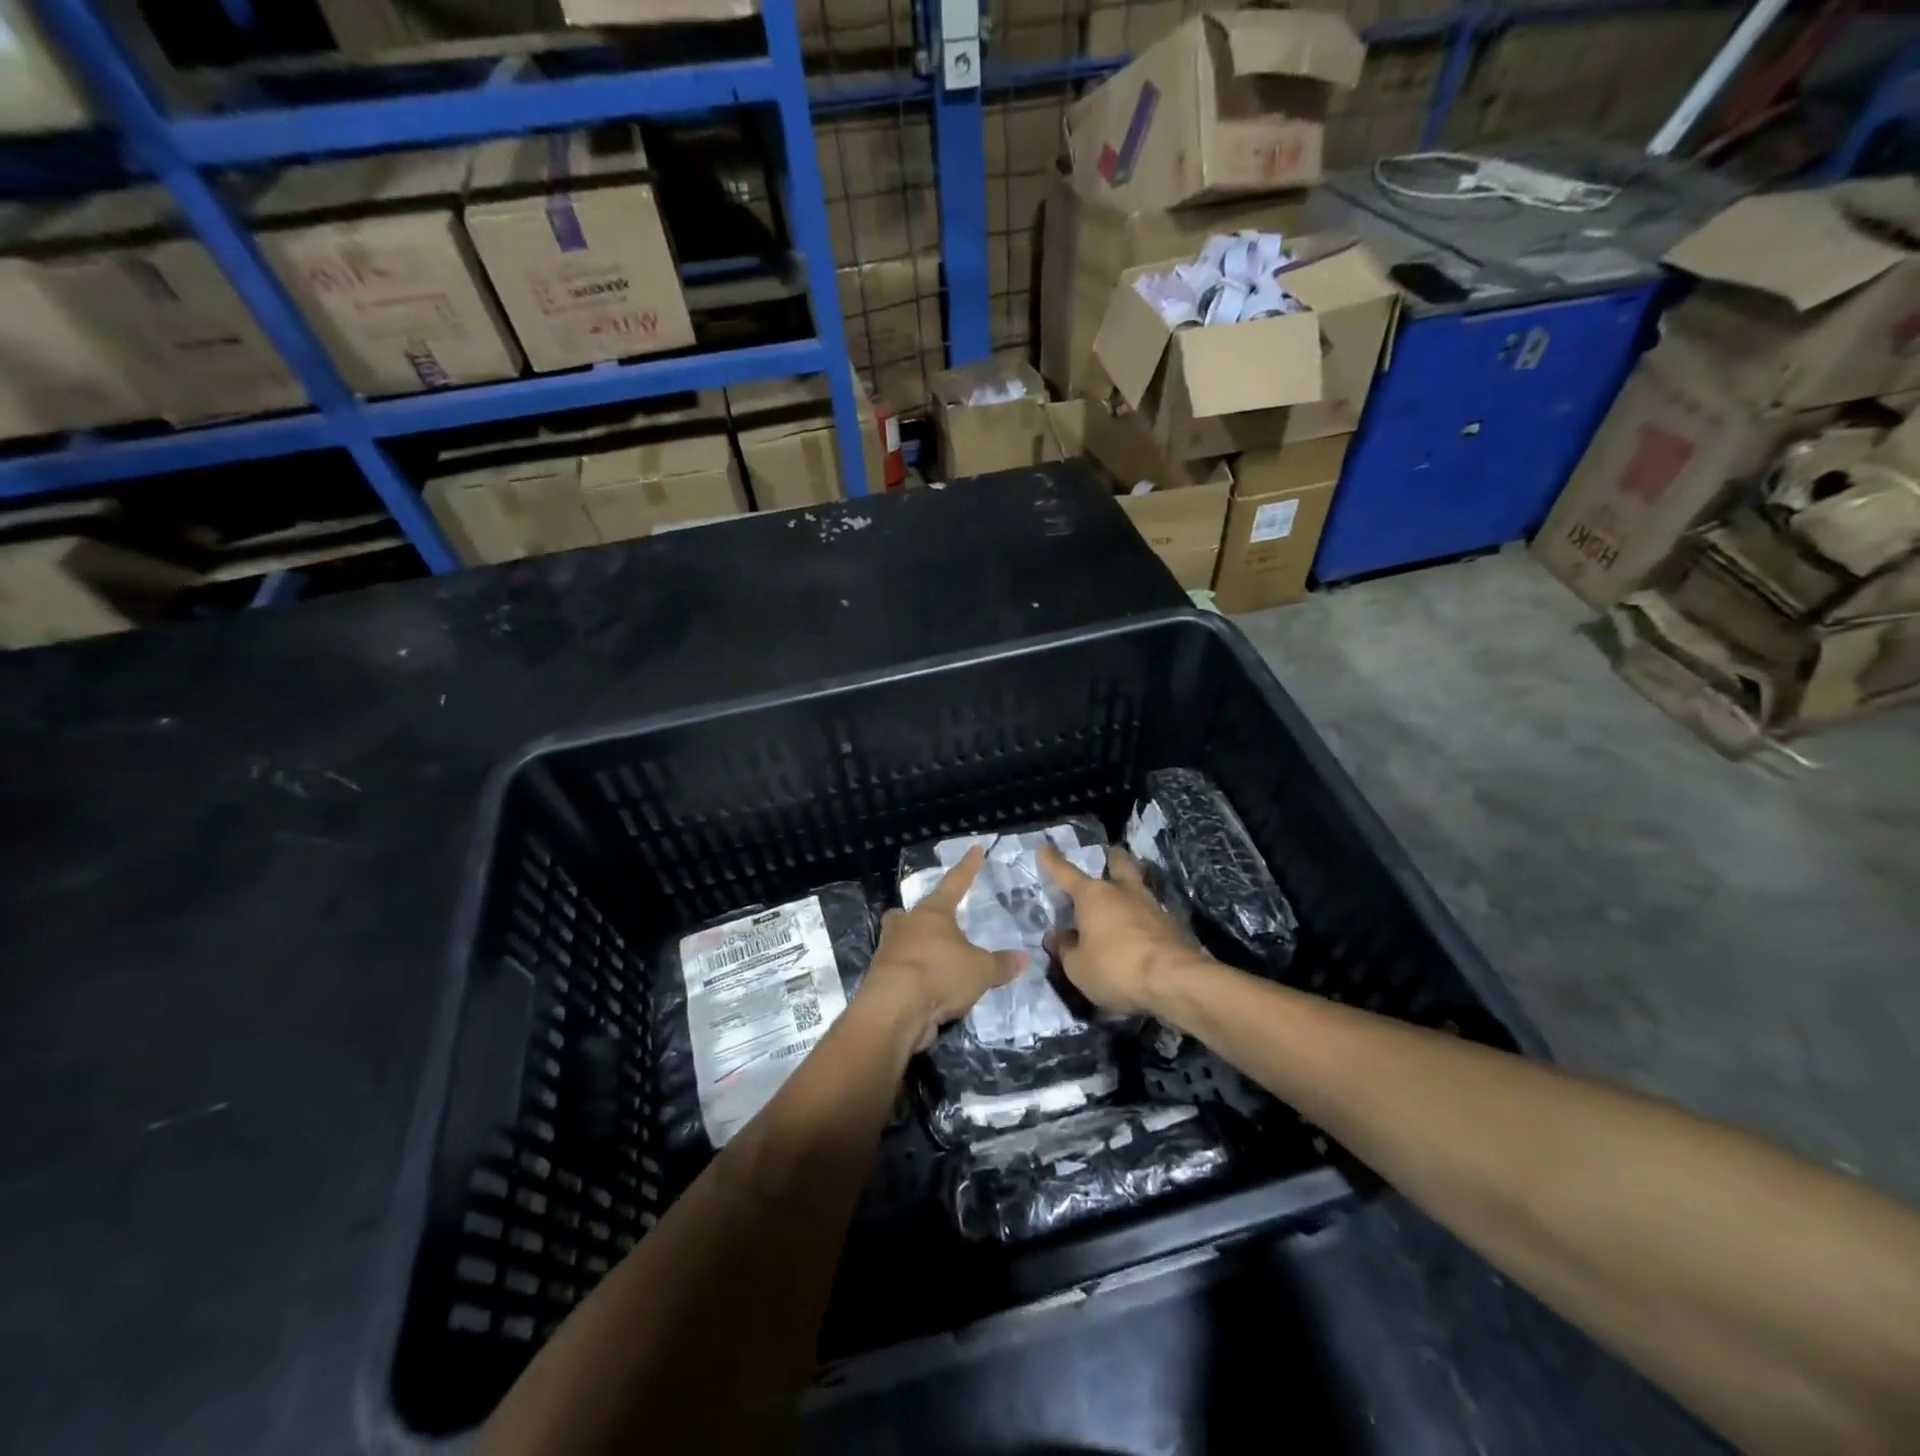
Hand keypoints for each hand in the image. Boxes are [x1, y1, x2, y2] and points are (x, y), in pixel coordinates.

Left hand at [862, 846, 1024, 1051]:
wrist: (895, 1009)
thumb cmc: (940, 974)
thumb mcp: (981, 970)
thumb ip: (1001, 964)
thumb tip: (1024, 958)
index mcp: (932, 913)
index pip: (955, 883)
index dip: (968, 867)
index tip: (975, 848)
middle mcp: (907, 925)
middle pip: (912, 913)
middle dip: (920, 917)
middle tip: (933, 922)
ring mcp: (889, 951)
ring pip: (901, 941)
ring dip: (914, 948)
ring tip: (933, 959)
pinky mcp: (881, 979)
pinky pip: (900, 970)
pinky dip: (912, 976)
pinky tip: (926, 987)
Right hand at [1038, 844, 1194, 1016]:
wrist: (1173, 980)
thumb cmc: (1115, 968)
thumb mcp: (1077, 967)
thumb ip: (1065, 949)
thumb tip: (1057, 936)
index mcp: (1092, 895)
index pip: (1065, 873)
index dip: (1052, 862)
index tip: (1044, 846)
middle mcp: (1122, 891)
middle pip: (1119, 864)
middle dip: (1112, 859)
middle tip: (1109, 859)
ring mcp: (1152, 905)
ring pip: (1139, 887)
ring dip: (1130, 892)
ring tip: (1124, 903)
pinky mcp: (1173, 925)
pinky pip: (1153, 915)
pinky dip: (1145, 920)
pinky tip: (1142, 934)